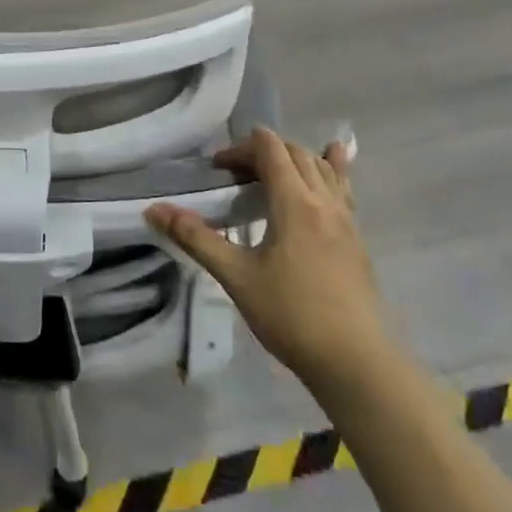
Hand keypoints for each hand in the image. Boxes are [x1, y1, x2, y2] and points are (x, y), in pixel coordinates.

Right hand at [146, 128, 390, 398]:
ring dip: (295, 159)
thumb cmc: (291, 315)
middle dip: (262, 152)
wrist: (356, 362)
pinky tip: (334, 164)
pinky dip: (332, 170)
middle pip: (296, 153)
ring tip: (272, 170)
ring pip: (323, 168)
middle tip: (235, 176)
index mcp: (295, 203)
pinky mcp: (357, 240)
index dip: (240, 149)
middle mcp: (324, 202)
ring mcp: (347, 220)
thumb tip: (154, 209)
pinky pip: (343, 189)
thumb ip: (195, 238)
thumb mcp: (236, 276)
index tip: (217, 171)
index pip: (270, 150)